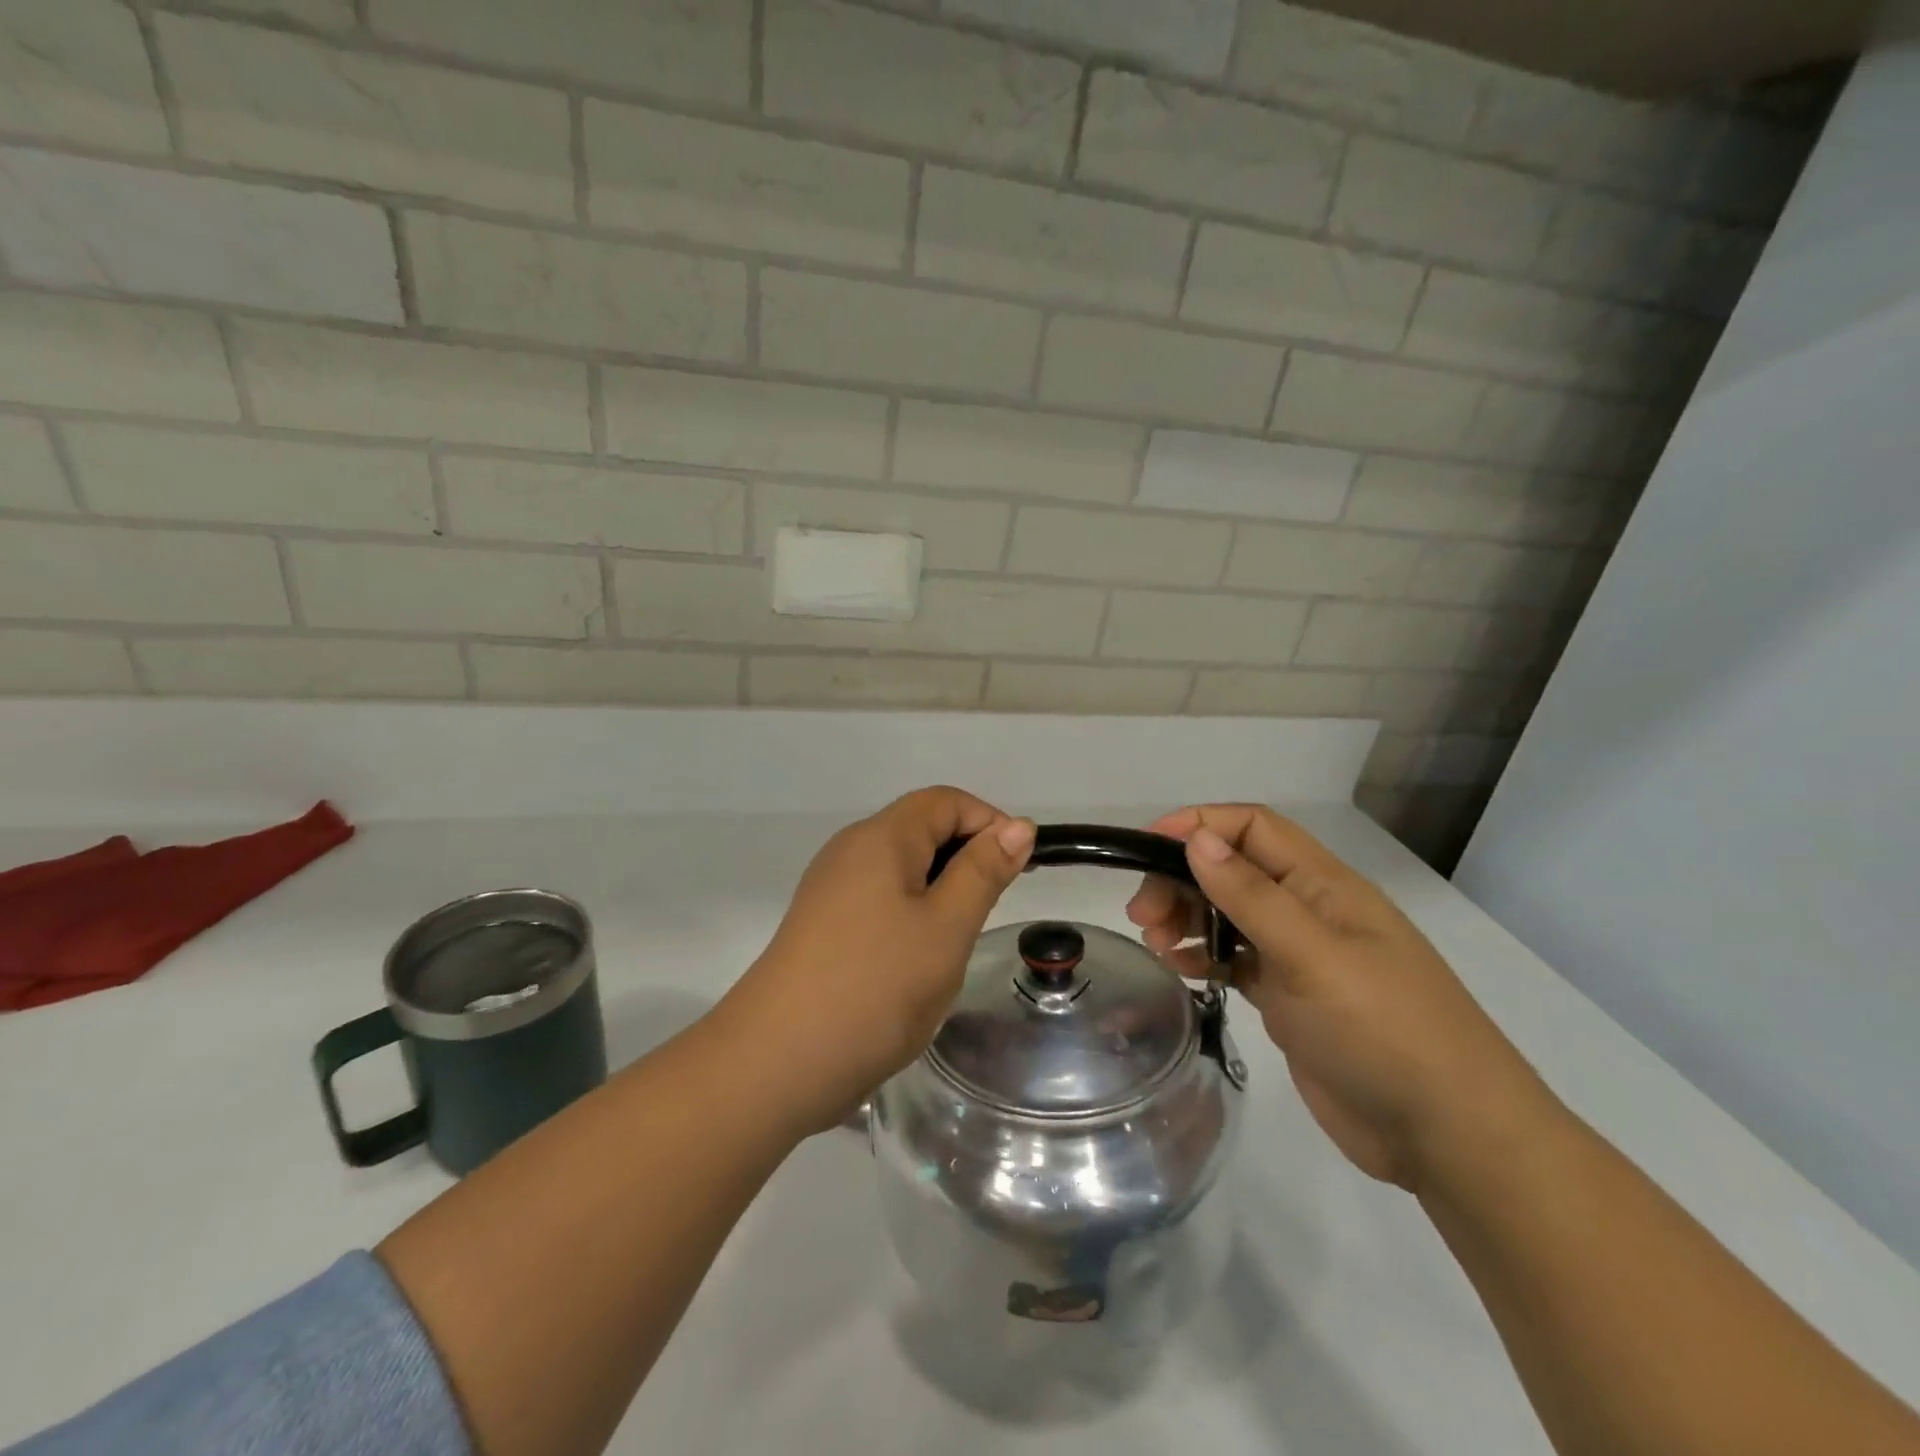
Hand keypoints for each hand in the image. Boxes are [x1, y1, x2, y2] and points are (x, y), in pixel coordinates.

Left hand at [722, 787, 1034, 1135]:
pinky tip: (915, 963)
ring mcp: (830, 888)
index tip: (1017, 871)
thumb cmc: (875, 987)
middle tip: (987, 914)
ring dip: (940, 893)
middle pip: (921, 829)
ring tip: (953, 944)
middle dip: (965, 859)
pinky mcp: (822, 924)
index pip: (945, 801)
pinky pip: (879, 899)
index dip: (989, 823)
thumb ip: (983, 871)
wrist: (776, 1062)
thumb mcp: (946, 927)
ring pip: (902, 869)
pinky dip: (911, 915)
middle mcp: (850, 850)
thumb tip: (1017, 826)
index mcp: (880, 837)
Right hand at [1127, 804, 1552, 1189]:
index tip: (1146, 845)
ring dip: (1187, 916)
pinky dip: (1203, 956)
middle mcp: (1308, 911)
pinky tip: (1182, 970)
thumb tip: (1198, 838)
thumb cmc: (1383, 1030)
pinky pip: (1234, 959)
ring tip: (1156, 943)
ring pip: (1228, 913)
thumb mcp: (1313, 956)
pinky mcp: (1289, 998)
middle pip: (1232, 869)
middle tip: (1142, 914)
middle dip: (1182, 878)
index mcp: (1322, 885)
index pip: (1253, 828)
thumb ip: (1251, 895)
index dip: (1199, 824)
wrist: (1447, 1134)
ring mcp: (1299, 956)